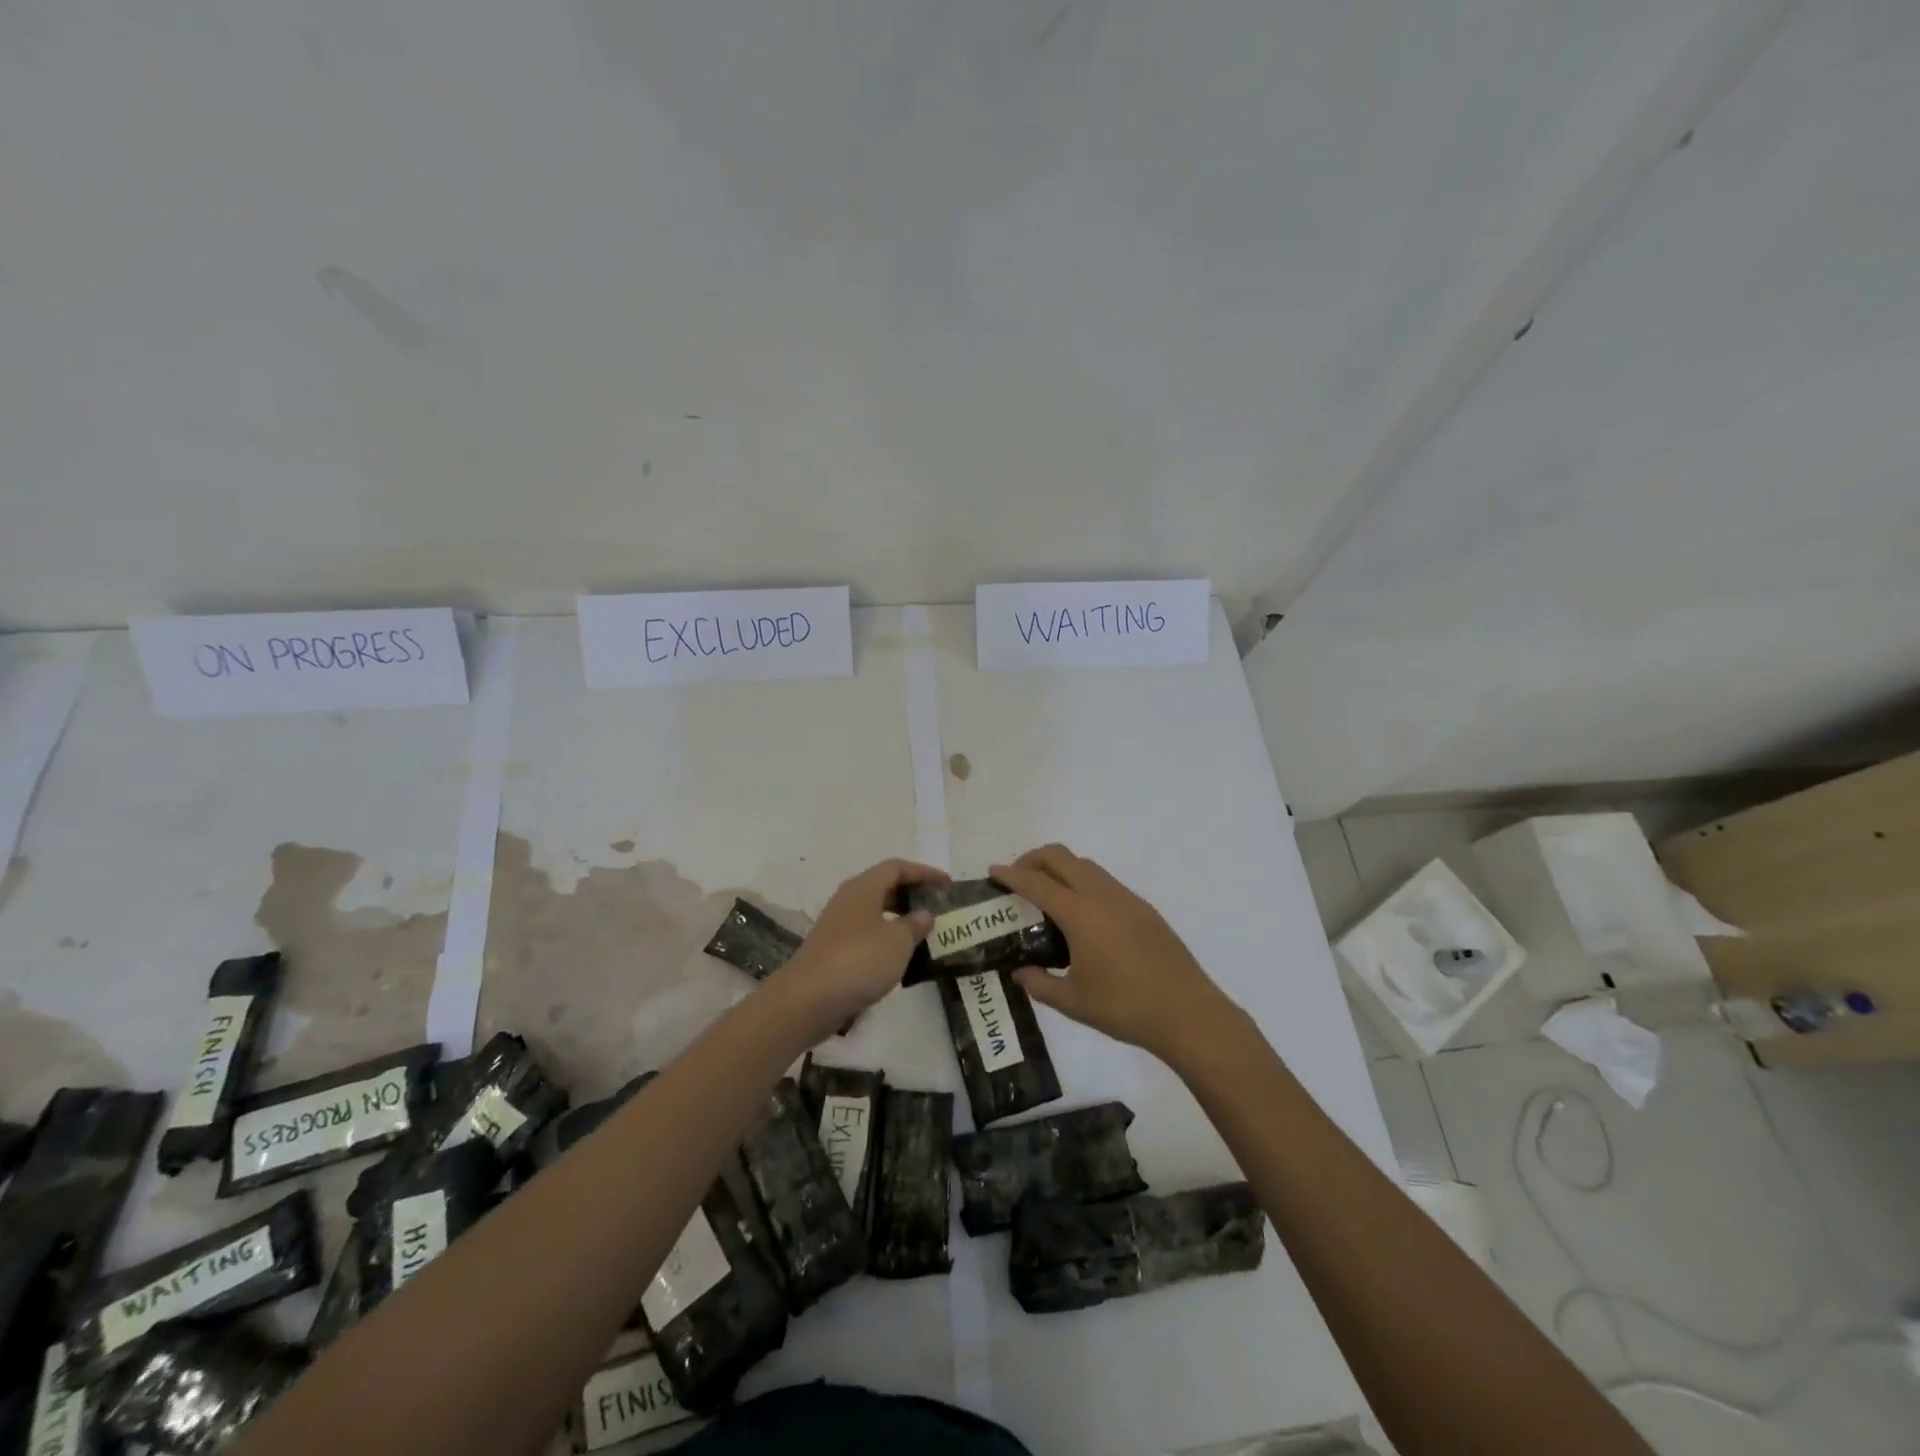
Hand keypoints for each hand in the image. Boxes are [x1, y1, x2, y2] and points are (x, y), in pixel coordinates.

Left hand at [769, 858, 947, 1041]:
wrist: (807, 999)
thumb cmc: (859, 960)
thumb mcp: (898, 942)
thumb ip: (914, 925)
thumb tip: (923, 914)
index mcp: (863, 888)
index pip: (897, 867)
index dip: (924, 872)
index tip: (947, 884)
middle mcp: (848, 899)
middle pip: (883, 886)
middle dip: (910, 893)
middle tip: (935, 906)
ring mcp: (836, 925)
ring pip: (873, 911)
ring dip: (898, 917)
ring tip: (922, 932)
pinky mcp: (831, 949)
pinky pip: (865, 933)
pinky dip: (885, 938)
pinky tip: (897, 957)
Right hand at [990, 844, 1240, 1063]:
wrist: (1187, 1012)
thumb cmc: (1125, 1008)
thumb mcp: (1073, 1002)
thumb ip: (1040, 984)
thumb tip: (1020, 973)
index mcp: (1080, 914)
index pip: (1037, 882)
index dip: (1011, 874)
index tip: (993, 871)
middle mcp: (1102, 896)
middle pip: (1061, 857)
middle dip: (1033, 859)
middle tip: (1017, 878)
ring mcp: (1126, 898)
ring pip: (1085, 865)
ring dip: (1060, 868)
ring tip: (1047, 894)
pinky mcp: (1143, 908)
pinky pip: (1104, 881)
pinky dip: (1082, 882)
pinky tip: (1081, 914)